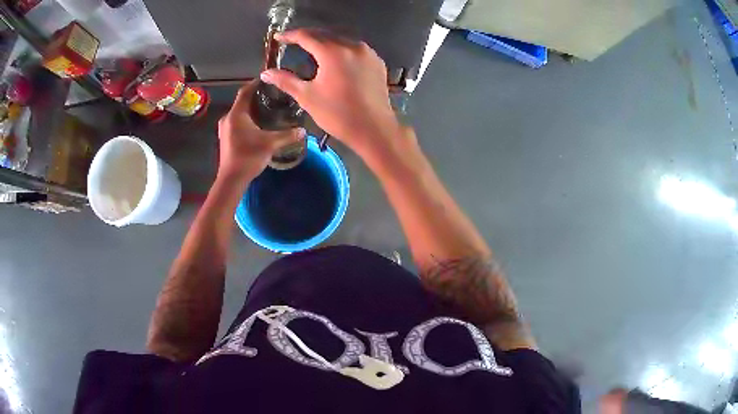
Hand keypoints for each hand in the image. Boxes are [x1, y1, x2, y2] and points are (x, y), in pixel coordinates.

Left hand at [217, 80, 304, 179]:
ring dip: (252, 109)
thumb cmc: (248, 157)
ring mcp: (225, 129)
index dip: (256, 83)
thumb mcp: (270, 144)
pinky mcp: (227, 138)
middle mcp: (228, 118)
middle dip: (257, 96)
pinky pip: (238, 122)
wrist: (231, 179)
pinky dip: (248, 119)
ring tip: (269, 108)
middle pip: (242, 101)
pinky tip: (259, 124)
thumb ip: (287, 135)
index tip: (269, 79)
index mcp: (236, 114)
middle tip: (273, 95)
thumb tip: (303, 130)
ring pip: (240, 113)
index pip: (245, 91)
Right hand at [259, 29, 401, 156]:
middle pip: (325, 34)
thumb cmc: (337, 114)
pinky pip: (356, 49)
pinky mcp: (377, 62)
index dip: (291, 35)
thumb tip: (266, 73)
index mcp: (333, 52)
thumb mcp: (307, 97)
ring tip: (313, 48)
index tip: (279, 37)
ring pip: (342, 40)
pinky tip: (336, 58)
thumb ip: (286, 81)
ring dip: (326, 41)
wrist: (374, 129)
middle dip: (308, 36)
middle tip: (294, 41)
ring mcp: (368, 53)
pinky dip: (342, 49)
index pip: (307, 36)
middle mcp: (352, 46)